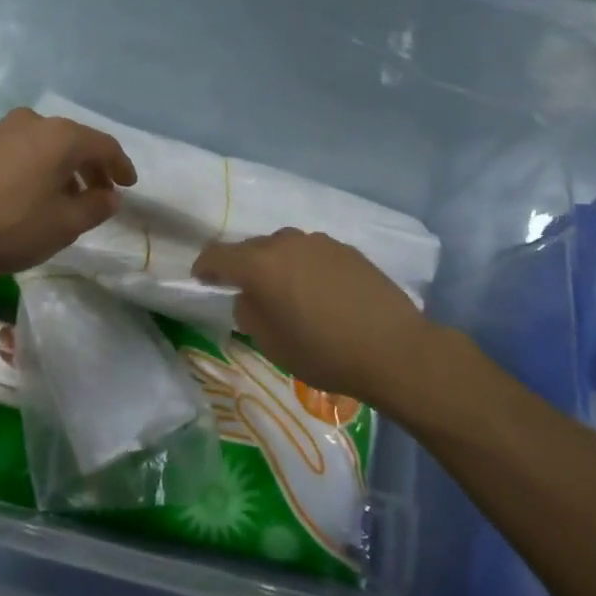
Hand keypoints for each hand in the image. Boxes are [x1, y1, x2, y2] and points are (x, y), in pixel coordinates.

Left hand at [0, 108, 135, 278]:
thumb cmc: (7, 223)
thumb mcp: (62, 225)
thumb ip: (94, 208)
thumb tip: (110, 196)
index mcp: (60, 136)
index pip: (103, 145)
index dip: (120, 165)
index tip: (128, 185)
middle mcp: (30, 122)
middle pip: (71, 141)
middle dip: (88, 168)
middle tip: (97, 194)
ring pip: (41, 146)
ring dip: (57, 169)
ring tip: (60, 199)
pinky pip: (15, 152)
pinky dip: (30, 169)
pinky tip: (23, 196)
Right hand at [193, 230, 438, 409]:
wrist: (394, 349)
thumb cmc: (324, 352)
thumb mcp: (271, 343)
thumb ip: (249, 312)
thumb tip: (249, 296)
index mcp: (260, 265)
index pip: (217, 255)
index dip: (205, 267)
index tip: (202, 279)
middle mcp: (286, 243)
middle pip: (251, 248)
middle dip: (243, 266)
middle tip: (247, 292)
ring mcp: (319, 242)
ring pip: (284, 248)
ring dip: (276, 264)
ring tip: (287, 292)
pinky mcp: (346, 249)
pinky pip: (312, 253)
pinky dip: (305, 267)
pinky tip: (319, 292)